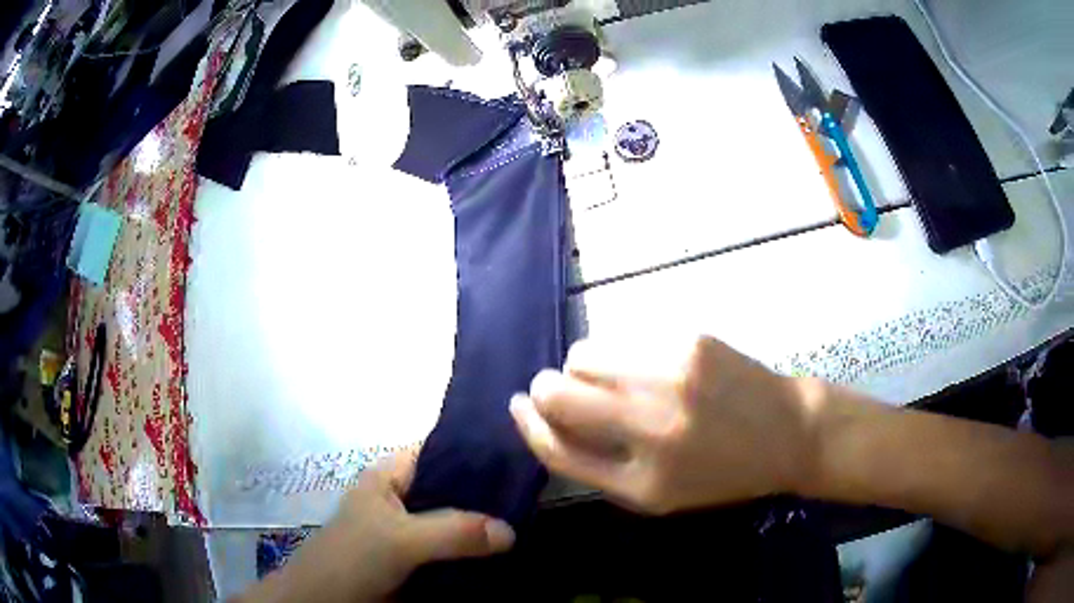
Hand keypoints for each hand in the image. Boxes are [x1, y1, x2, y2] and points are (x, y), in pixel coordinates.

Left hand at [237, 452, 514, 602]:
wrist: (328, 601)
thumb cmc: (353, 556)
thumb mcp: (399, 539)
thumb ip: (452, 531)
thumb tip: (510, 531)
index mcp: (390, 476)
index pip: (438, 450)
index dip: (474, 450)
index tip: (516, 455)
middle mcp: (403, 498)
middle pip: (452, 488)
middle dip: (487, 494)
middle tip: (532, 493)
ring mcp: (411, 530)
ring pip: (456, 522)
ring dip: (484, 527)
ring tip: (530, 519)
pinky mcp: (419, 560)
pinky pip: (455, 550)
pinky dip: (477, 553)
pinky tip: (508, 551)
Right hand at [510, 335, 816, 513]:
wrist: (788, 432)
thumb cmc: (720, 472)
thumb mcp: (656, 493)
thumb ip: (597, 466)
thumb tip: (543, 420)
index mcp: (642, 481)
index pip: (556, 447)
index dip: (527, 424)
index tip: (518, 406)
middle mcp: (651, 426)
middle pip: (555, 390)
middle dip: (546, 390)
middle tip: (567, 395)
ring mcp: (671, 374)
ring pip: (585, 353)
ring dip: (585, 368)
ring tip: (618, 382)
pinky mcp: (689, 339)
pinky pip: (626, 339)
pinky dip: (625, 355)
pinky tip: (656, 369)